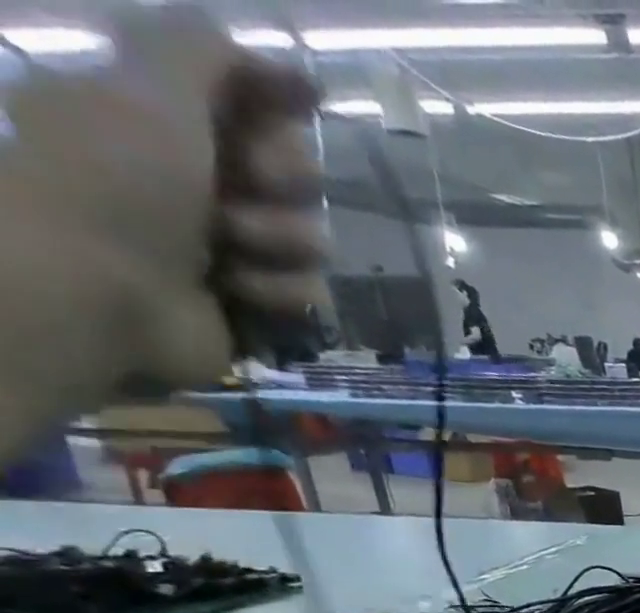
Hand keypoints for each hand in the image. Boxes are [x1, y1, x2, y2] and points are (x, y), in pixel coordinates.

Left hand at [0, 8, 323, 393]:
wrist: (98, 290)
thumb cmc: (113, 180)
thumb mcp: (148, 87)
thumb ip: (200, 50)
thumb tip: (265, 50)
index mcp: (161, 115)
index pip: (250, 99)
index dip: (278, 100)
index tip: (305, 100)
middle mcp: (197, 176)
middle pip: (295, 174)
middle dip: (283, 183)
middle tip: (247, 186)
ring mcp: (229, 246)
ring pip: (309, 240)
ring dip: (279, 244)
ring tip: (231, 250)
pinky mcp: (256, 305)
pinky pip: (310, 295)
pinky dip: (281, 294)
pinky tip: (242, 293)